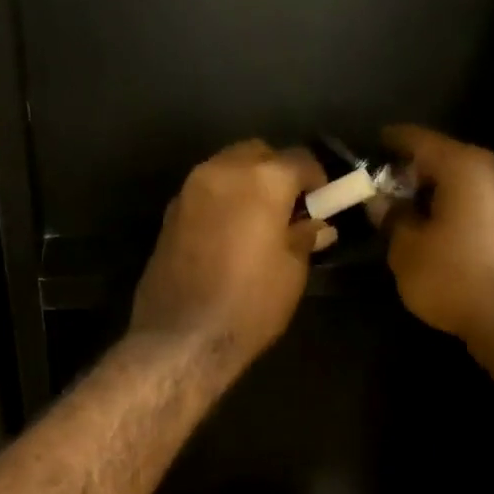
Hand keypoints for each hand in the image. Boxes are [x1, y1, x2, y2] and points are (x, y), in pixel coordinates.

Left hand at [130, 140, 328, 368]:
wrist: (180, 339)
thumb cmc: (248, 306)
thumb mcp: (291, 274)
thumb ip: (304, 239)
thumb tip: (316, 225)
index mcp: (262, 179)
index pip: (300, 160)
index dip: (317, 179)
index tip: (324, 202)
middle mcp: (222, 171)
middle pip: (258, 154)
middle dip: (277, 173)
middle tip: (289, 209)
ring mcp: (189, 191)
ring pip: (226, 170)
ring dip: (246, 185)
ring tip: (258, 222)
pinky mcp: (169, 215)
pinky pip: (205, 194)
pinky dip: (222, 203)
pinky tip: (229, 235)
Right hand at [379, 125, 493, 361]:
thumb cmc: (450, 276)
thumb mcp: (405, 248)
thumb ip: (391, 216)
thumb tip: (380, 200)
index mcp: (466, 166)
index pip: (421, 140)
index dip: (393, 141)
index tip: (374, 144)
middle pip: (447, 158)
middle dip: (415, 170)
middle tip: (385, 186)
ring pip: (465, 181)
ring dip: (437, 191)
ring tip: (409, 209)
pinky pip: (479, 201)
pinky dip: (456, 206)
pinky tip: (437, 226)